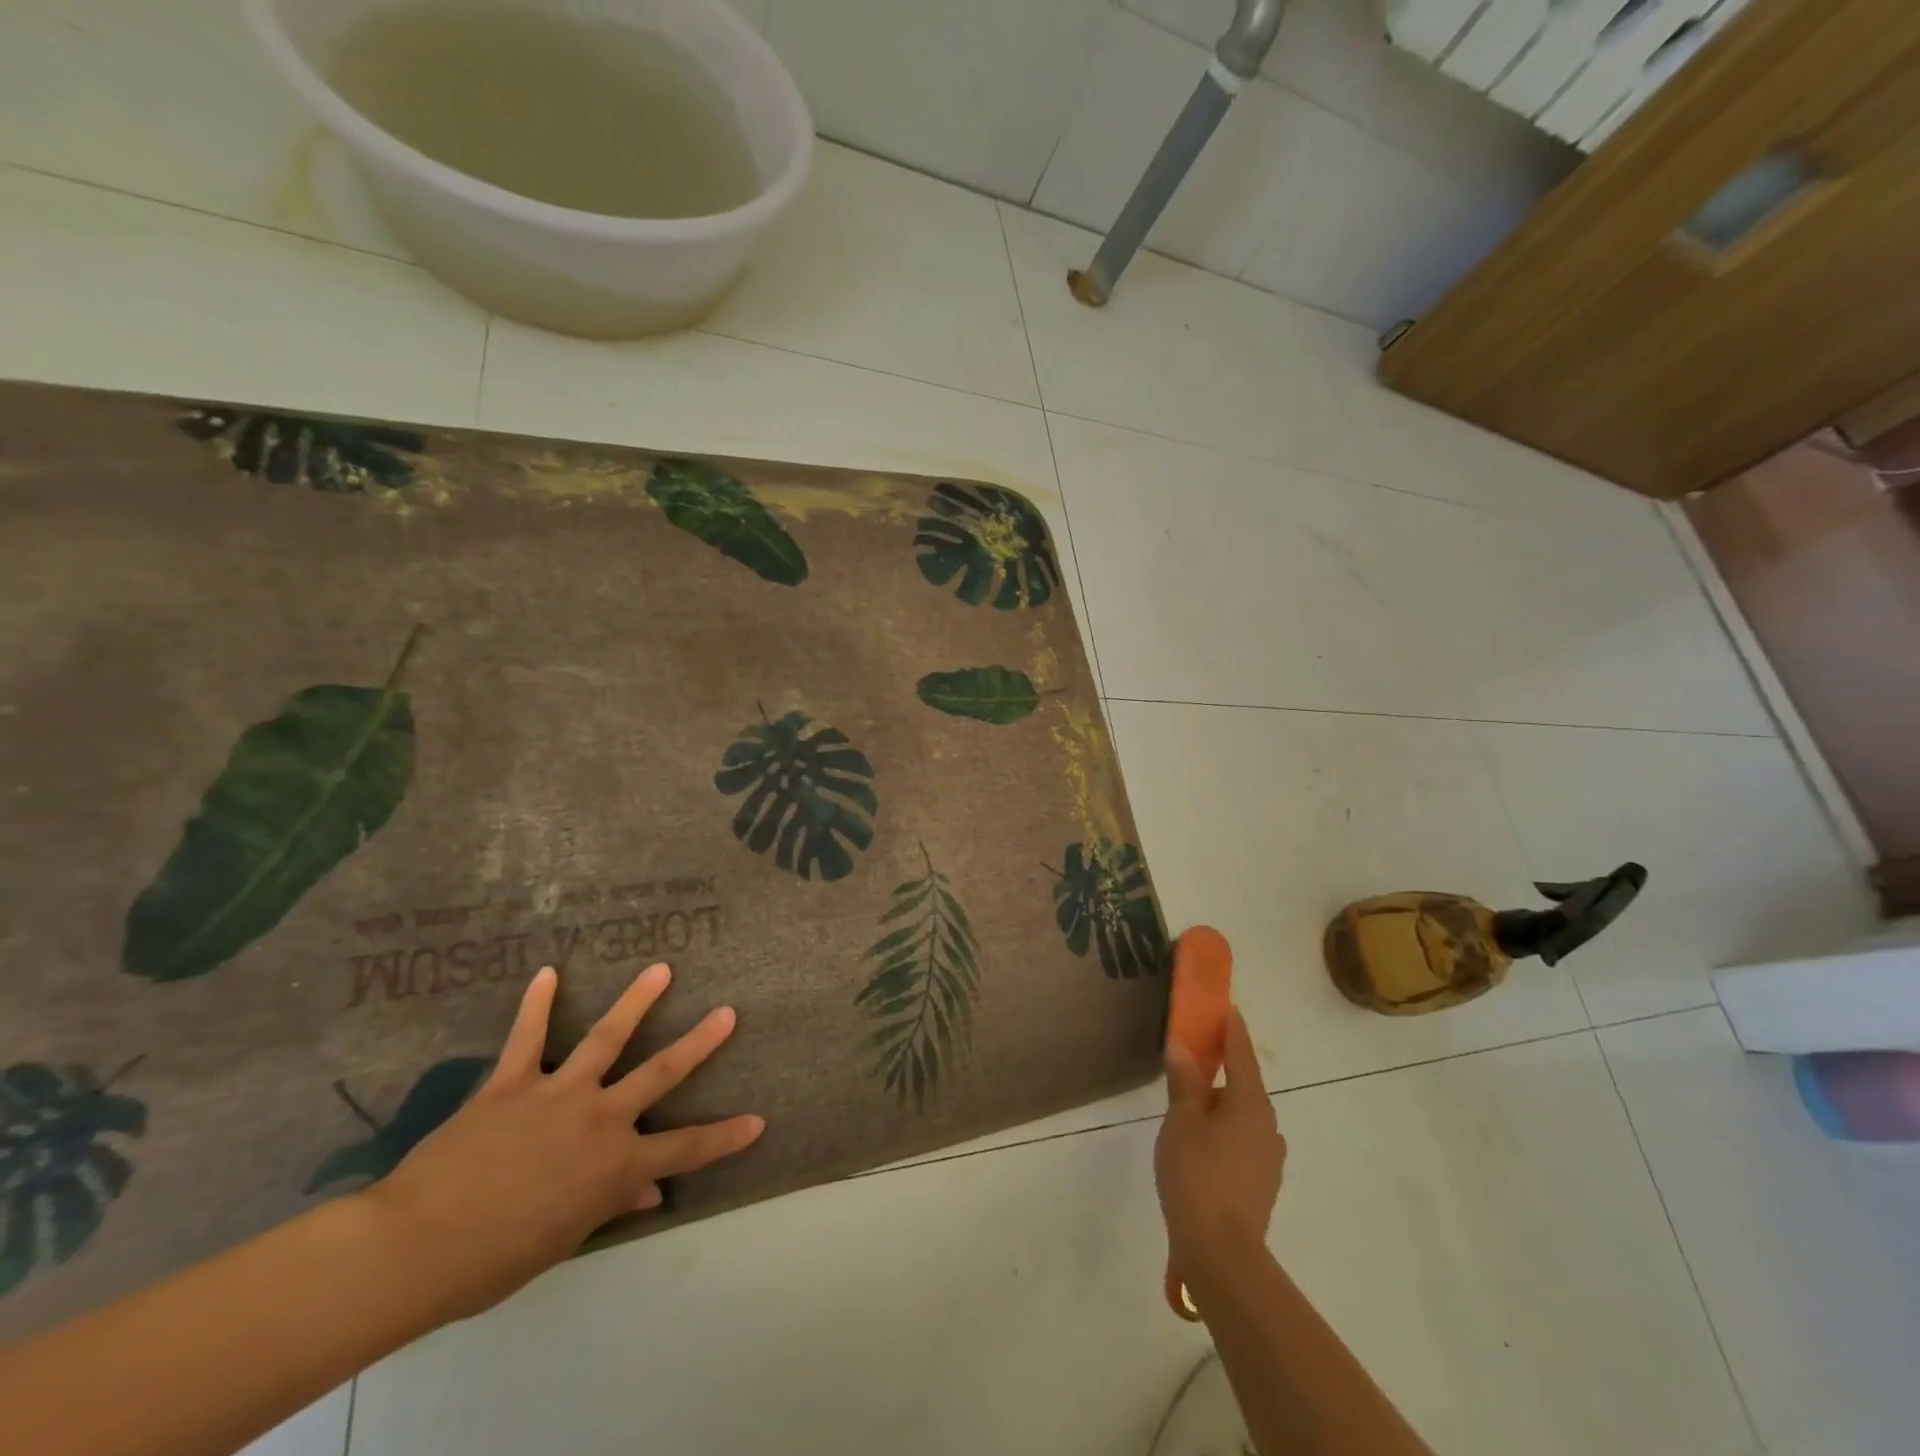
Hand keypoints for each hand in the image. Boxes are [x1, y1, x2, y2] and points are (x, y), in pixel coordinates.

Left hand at [365, 962, 763, 1320]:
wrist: (418, 1246)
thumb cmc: (495, 1258)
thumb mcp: (564, 1239)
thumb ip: (610, 1205)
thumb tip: (651, 1192)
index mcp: (615, 1166)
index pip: (685, 1150)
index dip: (725, 1137)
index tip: (757, 1121)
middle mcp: (599, 1119)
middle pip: (660, 1074)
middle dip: (698, 1043)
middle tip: (727, 1012)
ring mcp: (557, 1093)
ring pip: (606, 1038)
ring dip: (636, 1001)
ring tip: (660, 969)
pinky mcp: (512, 1082)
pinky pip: (527, 1038)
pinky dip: (538, 1005)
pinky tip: (548, 973)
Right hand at [1155, 1008, 1283, 1317]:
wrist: (1222, 1255)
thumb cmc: (1198, 1176)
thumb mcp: (1182, 1121)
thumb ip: (1184, 1081)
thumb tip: (1183, 1047)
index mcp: (1251, 1104)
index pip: (1241, 1053)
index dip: (1231, 1027)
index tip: (1224, 1005)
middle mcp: (1268, 1125)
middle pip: (1244, 1084)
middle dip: (1222, 1066)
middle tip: (1195, 1052)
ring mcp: (1268, 1157)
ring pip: (1242, 1114)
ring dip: (1221, 1101)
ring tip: (1190, 1100)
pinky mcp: (1261, 1183)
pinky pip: (1241, 1139)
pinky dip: (1223, 1127)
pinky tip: (1201, 1140)